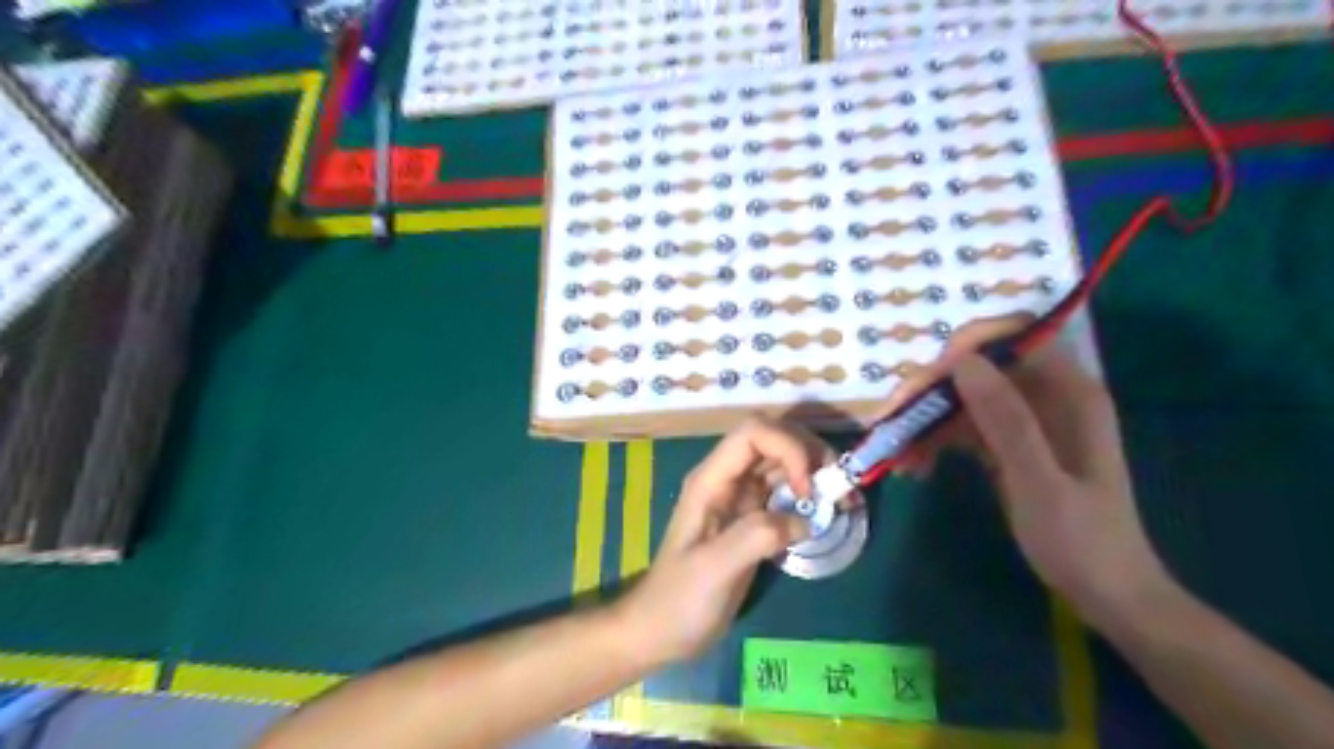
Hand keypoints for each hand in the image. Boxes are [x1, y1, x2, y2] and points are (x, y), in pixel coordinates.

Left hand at [611, 417, 825, 665]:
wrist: (661, 630)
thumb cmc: (680, 600)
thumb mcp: (715, 569)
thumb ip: (756, 536)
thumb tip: (806, 520)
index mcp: (711, 480)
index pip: (753, 433)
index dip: (788, 448)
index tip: (808, 488)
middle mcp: (727, 479)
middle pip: (773, 439)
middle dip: (809, 453)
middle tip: (838, 486)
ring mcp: (740, 498)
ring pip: (783, 463)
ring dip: (815, 471)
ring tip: (842, 498)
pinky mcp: (752, 519)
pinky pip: (786, 492)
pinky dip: (810, 495)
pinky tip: (826, 515)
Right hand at [889, 323, 1169, 624]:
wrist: (1107, 595)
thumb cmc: (1082, 542)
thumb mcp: (1039, 482)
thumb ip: (1006, 421)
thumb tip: (962, 362)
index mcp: (1068, 393)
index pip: (1013, 339)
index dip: (965, 348)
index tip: (925, 382)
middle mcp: (1046, 397)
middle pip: (978, 369)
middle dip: (931, 391)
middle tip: (891, 421)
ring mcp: (1026, 422)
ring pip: (964, 399)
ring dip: (926, 421)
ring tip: (898, 456)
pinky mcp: (1010, 445)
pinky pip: (964, 428)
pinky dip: (936, 442)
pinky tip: (915, 467)